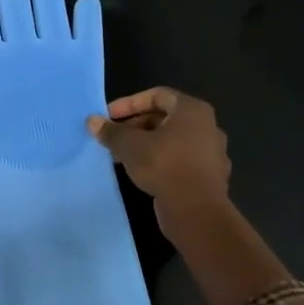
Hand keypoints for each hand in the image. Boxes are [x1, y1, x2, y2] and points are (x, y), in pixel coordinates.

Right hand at [90, 87, 289, 304]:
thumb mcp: (129, 145)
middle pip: (165, 118)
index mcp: (192, 110)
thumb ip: (110, 131)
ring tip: (122, 155)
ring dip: (146, 144)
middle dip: (135, 125)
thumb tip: (92, 121)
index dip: (129, 103)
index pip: (157, 95)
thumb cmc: (163, 165)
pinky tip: (141, 172)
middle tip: (113, 137)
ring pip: (172, 140)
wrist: (196, 209)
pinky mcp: (209, 175)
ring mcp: (211, 152)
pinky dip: (160, 161)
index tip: (109, 117)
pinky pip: (180, 159)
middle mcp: (207, 126)